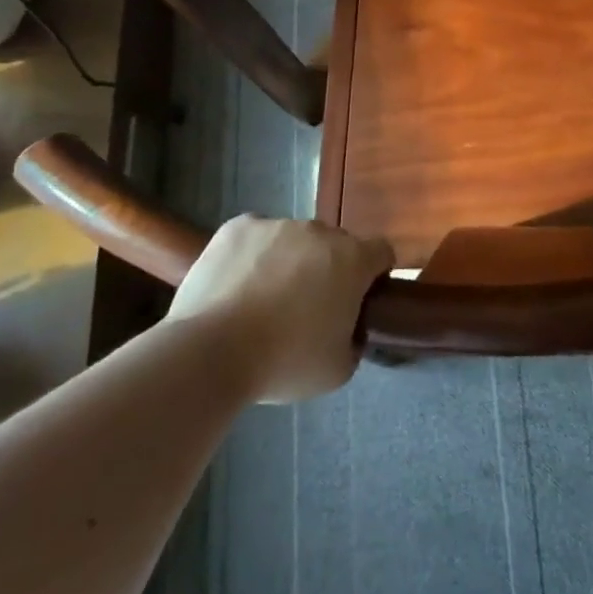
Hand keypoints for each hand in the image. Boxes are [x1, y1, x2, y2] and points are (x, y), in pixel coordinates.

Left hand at [167, 217, 392, 402]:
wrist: (211, 352)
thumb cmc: (285, 362)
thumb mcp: (339, 369)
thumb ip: (354, 340)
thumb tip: (350, 329)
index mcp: (353, 259)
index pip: (381, 252)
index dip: (374, 274)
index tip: (360, 299)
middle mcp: (320, 232)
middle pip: (335, 245)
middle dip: (328, 269)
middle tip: (307, 307)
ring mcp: (277, 224)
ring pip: (293, 240)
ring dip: (289, 262)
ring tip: (262, 301)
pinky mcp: (238, 227)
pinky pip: (256, 236)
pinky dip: (252, 255)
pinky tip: (236, 286)